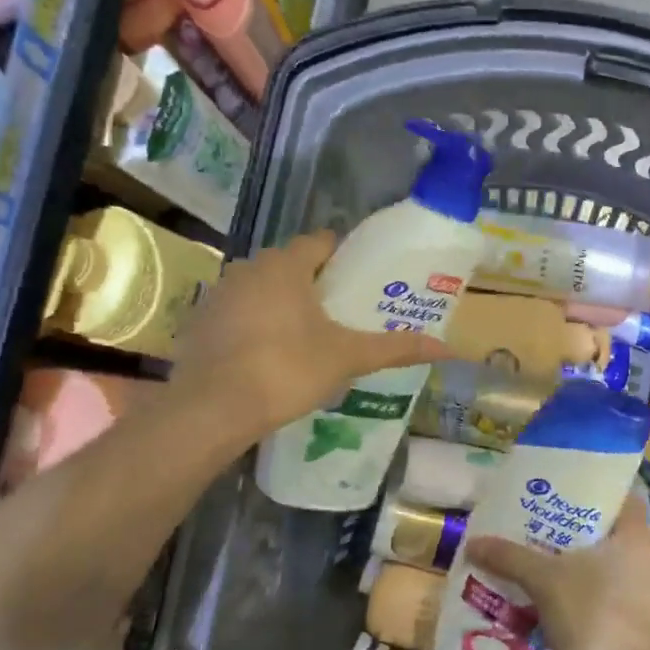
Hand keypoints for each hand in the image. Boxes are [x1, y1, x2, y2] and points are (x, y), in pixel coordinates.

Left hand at [172, 230, 452, 440]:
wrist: (212, 408)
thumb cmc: (286, 369)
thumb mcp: (347, 358)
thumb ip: (396, 348)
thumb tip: (450, 349)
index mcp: (286, 265)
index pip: (321, 241)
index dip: (344, 256)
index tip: (361, 279)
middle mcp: (248, 267)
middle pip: (290, 264)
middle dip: (315, 281)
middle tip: (342, 310)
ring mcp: (219, 293)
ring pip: (261, 287)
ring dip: (282, 302)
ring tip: (308, 333)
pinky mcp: (199, 321)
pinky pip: (237, 312)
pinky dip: (254, 323)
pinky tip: (267, 353)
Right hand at [464, 495, 649, 649]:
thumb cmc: (593, 618)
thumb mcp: (546, 580)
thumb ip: (510, 556)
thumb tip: (473, 541)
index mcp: (636, 536)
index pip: (616, 493)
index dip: (586, 481)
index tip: (552, 477)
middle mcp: (639, 559)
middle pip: (597, 528)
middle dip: (560, 522)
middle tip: (522, 509)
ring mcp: (631, 593)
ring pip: (588, 562)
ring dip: (555, 558)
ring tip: (515, 544)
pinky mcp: (617, 621)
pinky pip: (584, 592)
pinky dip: (558, 588)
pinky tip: (523, 585)